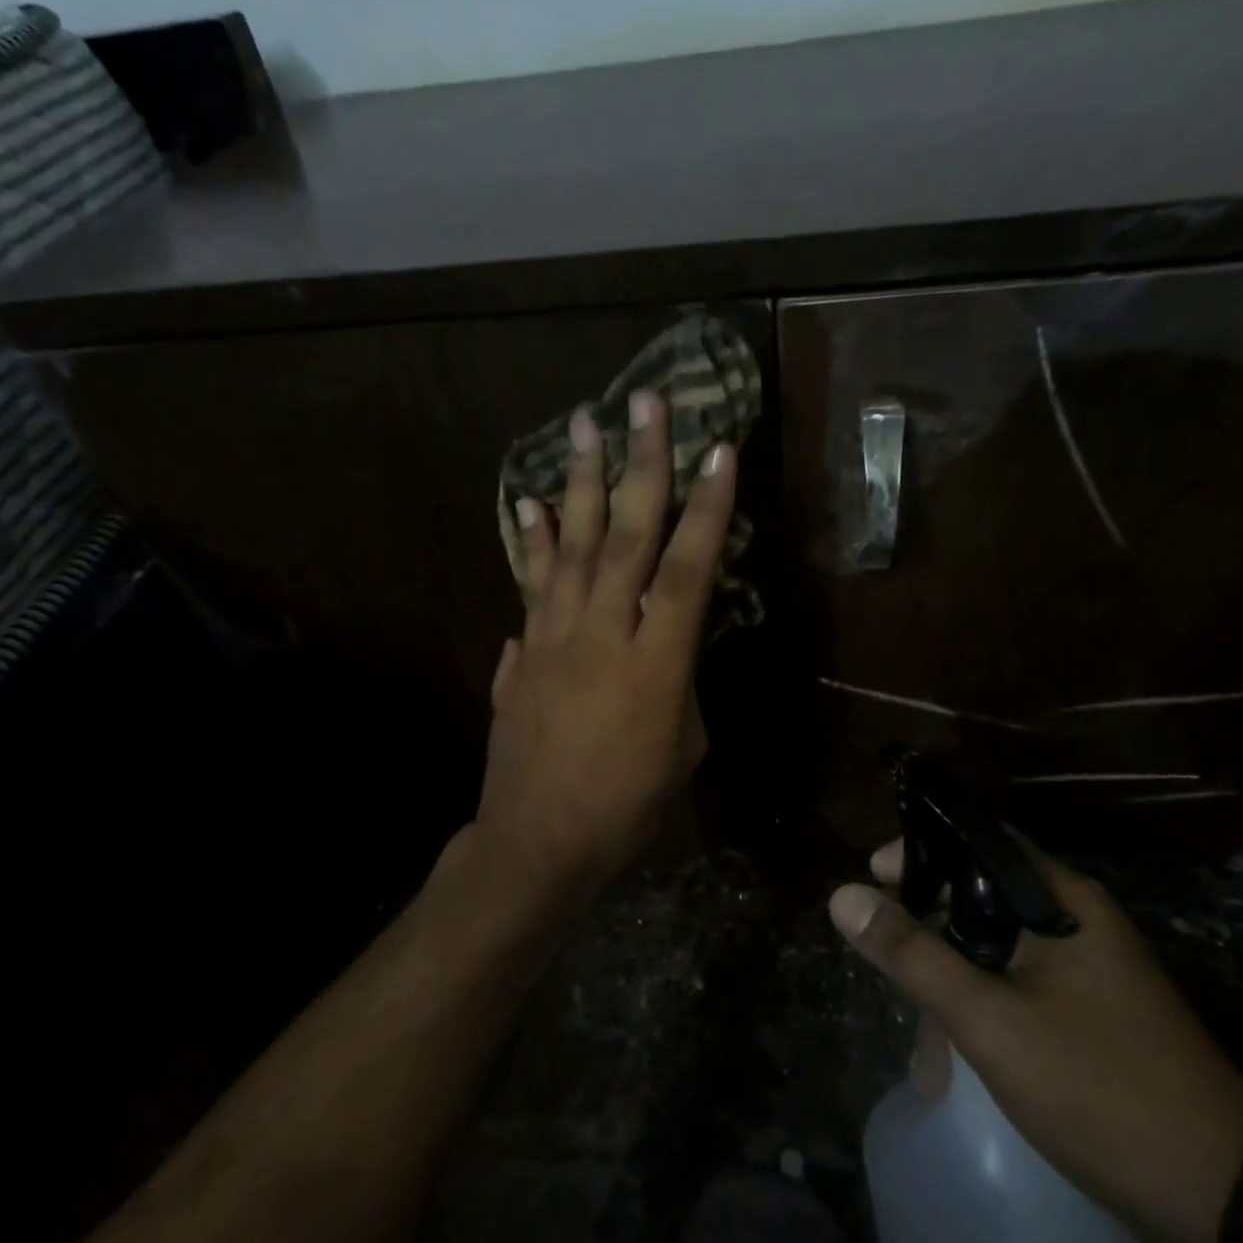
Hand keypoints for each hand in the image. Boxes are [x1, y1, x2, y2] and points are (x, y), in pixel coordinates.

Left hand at [474, 393, 735, 888]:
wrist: (537, 840)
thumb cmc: (627, 807)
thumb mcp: (683, 748)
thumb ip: (679, 682)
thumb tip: (664, 642)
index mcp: (657, 664)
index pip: (688, 569)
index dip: (707, 507)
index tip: (718, 449)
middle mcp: (603, 633)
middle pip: (626, 536)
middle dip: (640, 464)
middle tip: (643, 401)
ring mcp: (554, 637)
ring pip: (572, 545)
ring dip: (580, 481)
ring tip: (582, 424)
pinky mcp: (524, 650)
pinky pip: (530, 583)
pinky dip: (532, 541)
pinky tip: (529, 503)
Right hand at [830, 837, 1242, 1242]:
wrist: (1228, 1203)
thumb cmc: (1098, 1088)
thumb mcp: (989, 1020)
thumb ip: (912, 954)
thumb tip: (842, 895)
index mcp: (1062, 900)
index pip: (977, 841)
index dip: (919, 851)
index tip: (872, 876)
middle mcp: (1077, 921)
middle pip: (980, 897)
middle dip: (927, 930)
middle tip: (886, 960)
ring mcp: (1090, 970)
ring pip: (996, 949)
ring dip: (951, 982)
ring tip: (923, 1046)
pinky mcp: (1093, 1015)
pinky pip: (1018, 987)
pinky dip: (981, 1009)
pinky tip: (957, 1060)